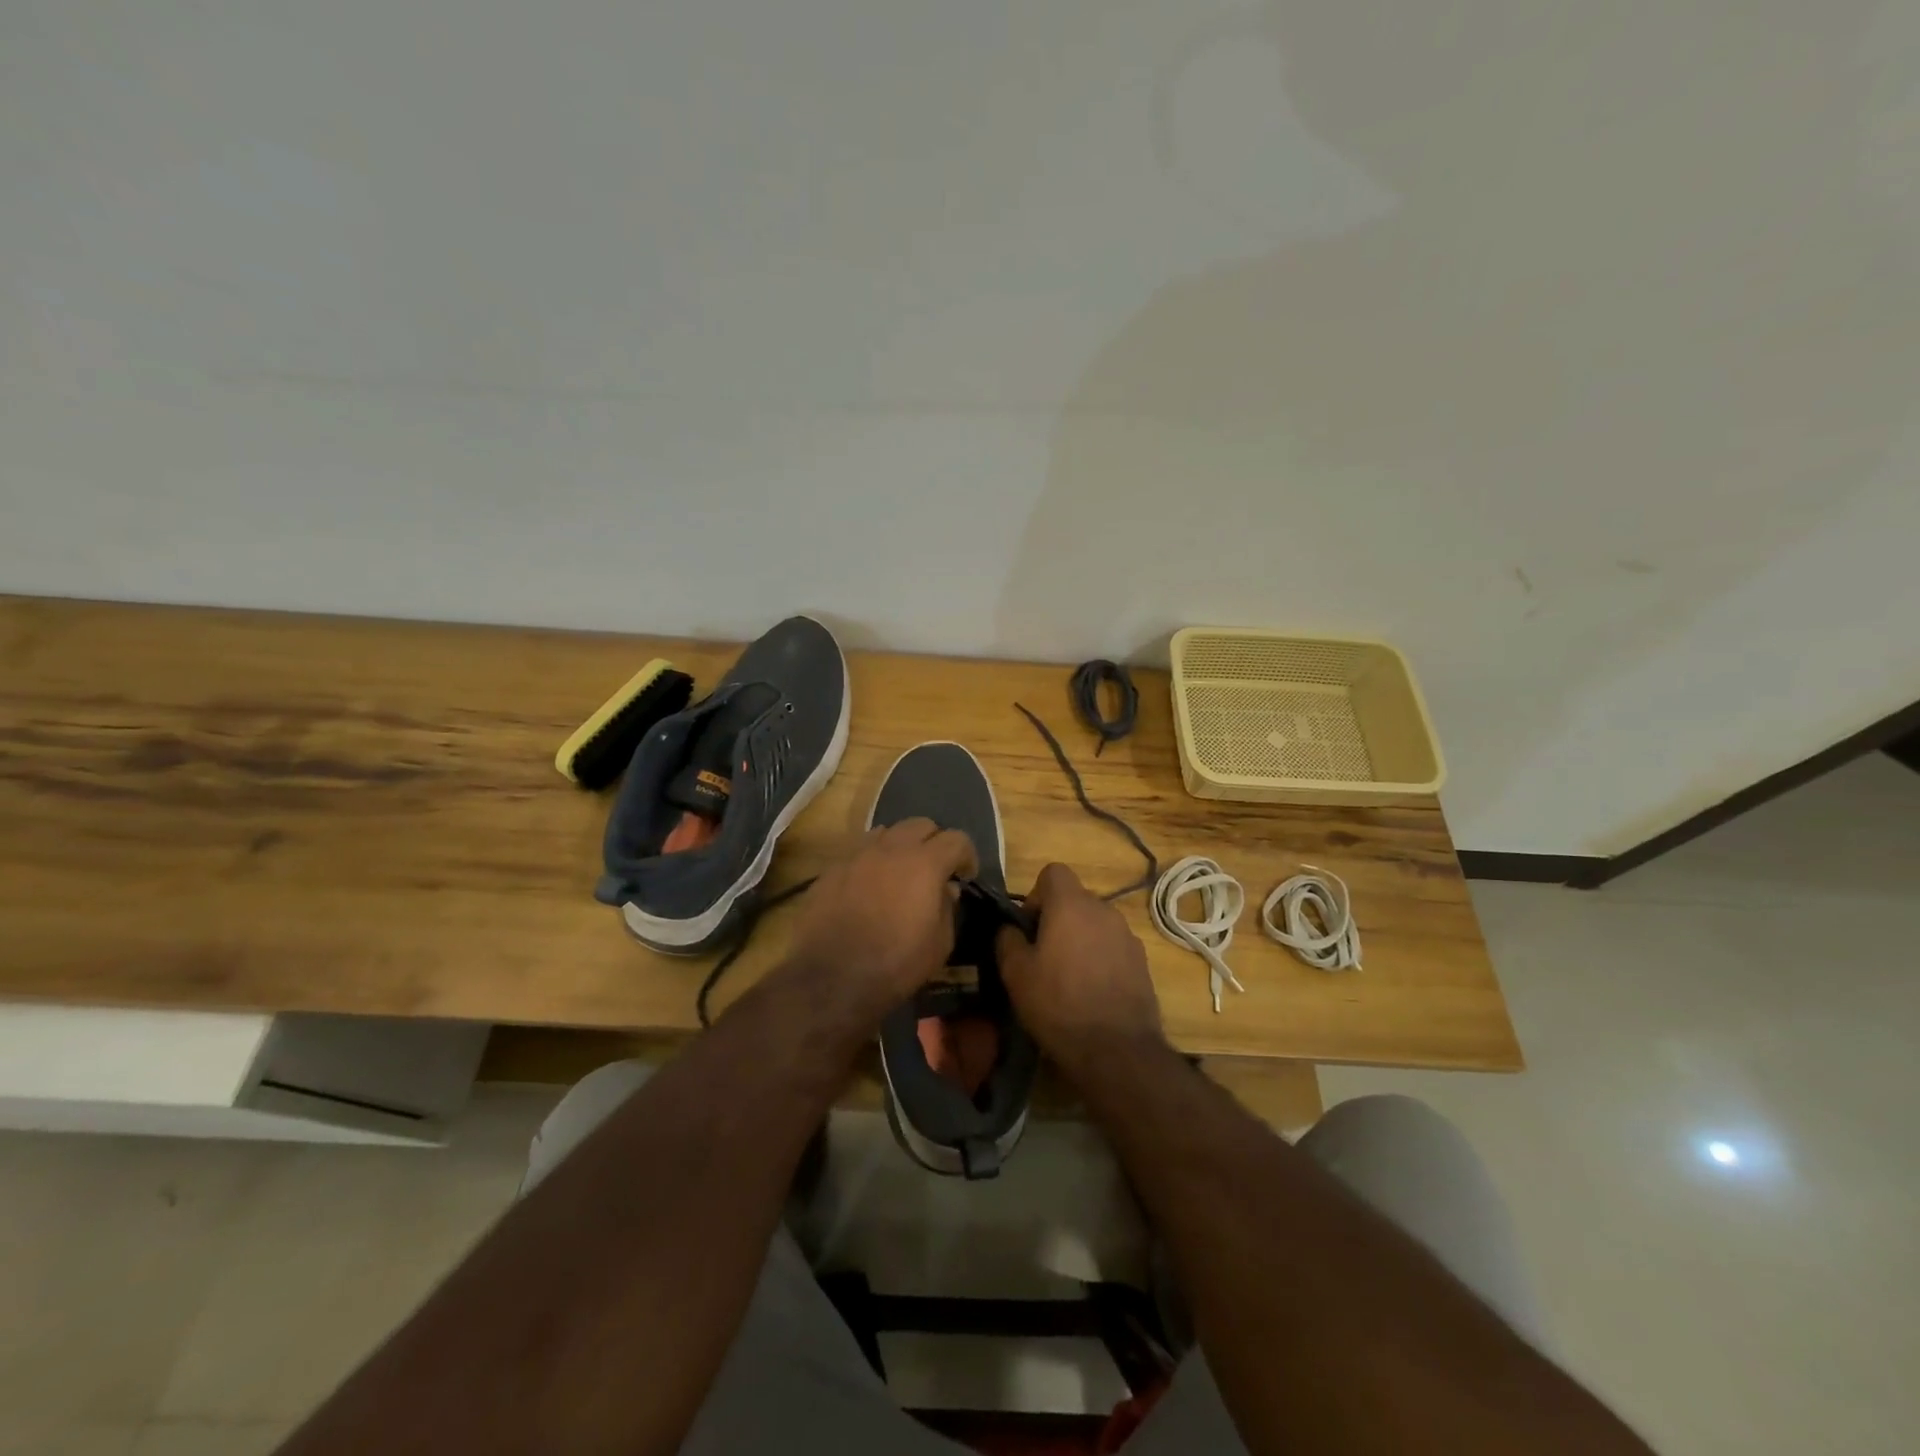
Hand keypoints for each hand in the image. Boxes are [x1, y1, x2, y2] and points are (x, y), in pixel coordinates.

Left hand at [788, 818, 978, 1016]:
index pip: (956, 839)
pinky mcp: (831, 868)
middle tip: (935, 869)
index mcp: (925, 862)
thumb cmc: (895, 964)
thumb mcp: (939, 945)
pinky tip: (868, 886)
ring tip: (899, 873)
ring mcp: (857, 854)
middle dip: (934, 842)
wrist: (831, 977)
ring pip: (887, 832)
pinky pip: (859, 851)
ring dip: (900, 846)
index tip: (966, 876)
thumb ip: (948, 909)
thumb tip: (947, 889)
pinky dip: (871, 860)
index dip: (967, 855)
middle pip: (920, 824)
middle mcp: (891, 848)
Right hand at [996, 863, 1163, 1071]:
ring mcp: (1128, 935)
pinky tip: (1092, 991)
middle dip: (1057, 919)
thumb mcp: (1015, 973)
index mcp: (1071, 904)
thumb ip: (1007, 940)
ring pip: (1095, 924)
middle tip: (1042, 956)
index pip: (1053, 872)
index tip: (1029, 927)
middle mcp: (1104, 910)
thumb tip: (1010, 928)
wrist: (1116, 1049)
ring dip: (1080, 939)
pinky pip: (1113, 946)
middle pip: (1075, 899)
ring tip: (1068, 977)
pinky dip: (1100, 958)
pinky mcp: (1142, 961)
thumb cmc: (1058, 1004)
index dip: (1036, 894)